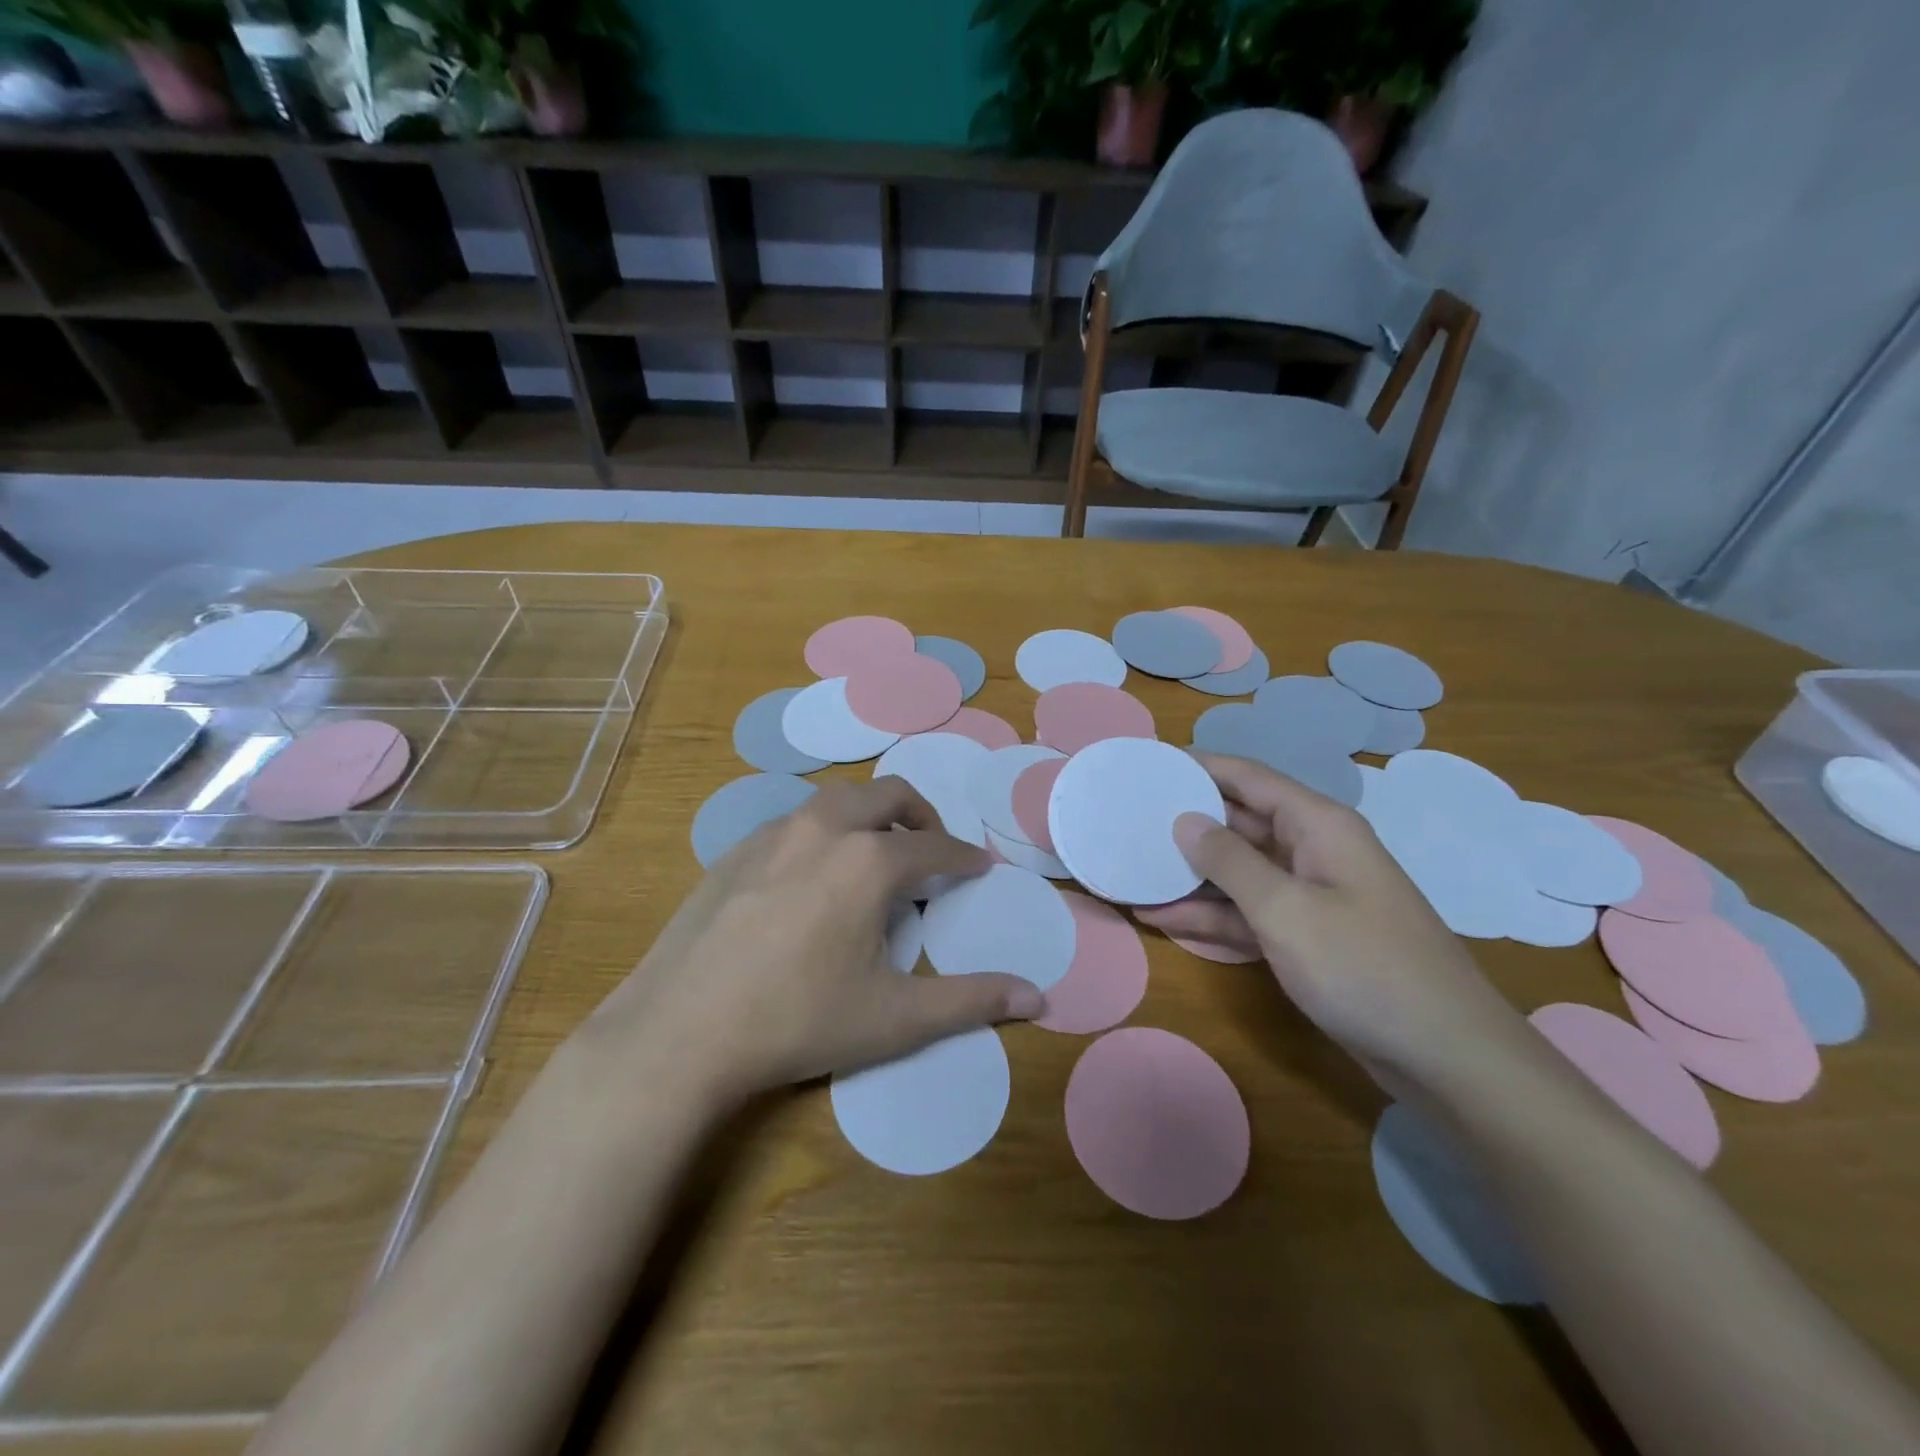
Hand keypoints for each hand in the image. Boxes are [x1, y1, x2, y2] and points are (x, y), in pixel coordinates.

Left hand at [575, 778, 1044, 1102]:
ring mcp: (773, 834)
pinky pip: (795, 822)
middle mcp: (824, 829)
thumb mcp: (894, 1017)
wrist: (679, 1031)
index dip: (965, 858)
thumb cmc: (798, 1021)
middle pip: (888, 795)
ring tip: (876, 855)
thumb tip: (1039, 998)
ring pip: (837, 800)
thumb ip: (970, 1001)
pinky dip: (824, 831)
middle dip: (921, 816)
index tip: (980, 867)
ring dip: (870, 816)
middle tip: (933, 850)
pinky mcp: (735, 851)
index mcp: (869, 861)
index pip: (936, 848)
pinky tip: (813, 876)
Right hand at [1135, 753, 1532, 1085]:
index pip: (1248, 778)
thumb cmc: (1363, 967)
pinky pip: (1250, 914)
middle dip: (1186, 826)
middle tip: (1129, 823)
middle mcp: (1313, 851)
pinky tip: (1164, 921)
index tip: (1150, 765)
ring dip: (1191, 878)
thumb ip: (1229, 861)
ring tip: (1134, 876)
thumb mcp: (1286, 909)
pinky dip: (1212, 917)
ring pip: (1239, 874)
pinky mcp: (1307, 938)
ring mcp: (1311, 897)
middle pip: (1239, 824)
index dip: (1199, 767)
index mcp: (1318, 826)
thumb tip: (1185, 821)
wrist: (1446, 1057)